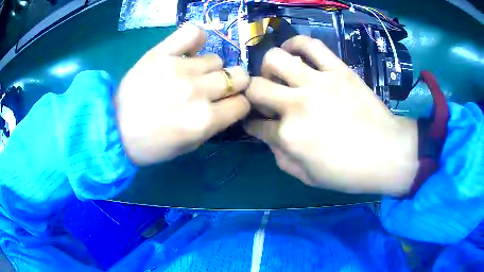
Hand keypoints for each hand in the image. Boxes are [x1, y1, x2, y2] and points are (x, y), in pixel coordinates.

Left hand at [116, 25, 249, 164]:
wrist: (113, 129)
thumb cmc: (151, 145)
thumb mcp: (189, 146)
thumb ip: (214, 125)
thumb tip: (231, 103)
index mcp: (204, 120)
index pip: (242, 103)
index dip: (237, 105)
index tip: (227, 105)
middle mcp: (197, 91)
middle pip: (238, 76)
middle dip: (232, 84)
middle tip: (215, 89)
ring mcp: (179, 69)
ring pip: (216, 59)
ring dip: (209, 69)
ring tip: (191, 74)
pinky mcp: (161, 54)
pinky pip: (193, 33)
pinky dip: (197, 39)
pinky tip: (190, 49)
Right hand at [245, 36, 418, 195]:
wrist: (388, 154)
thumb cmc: (350, 172)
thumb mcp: (308, 178)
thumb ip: (281, 158)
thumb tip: (271, 138)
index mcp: (289, 136)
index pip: (255, 125)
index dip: (253, 125)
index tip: (257, 124)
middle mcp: (297, 105)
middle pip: (256, 87)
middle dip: (253, 95)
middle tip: (267, 100)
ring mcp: (318, 83)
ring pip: (275, 58)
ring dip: (269, 67)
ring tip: (278, 74)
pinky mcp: (338, 70)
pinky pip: (311, 45)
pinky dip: (296, 43)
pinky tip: (294, 51)